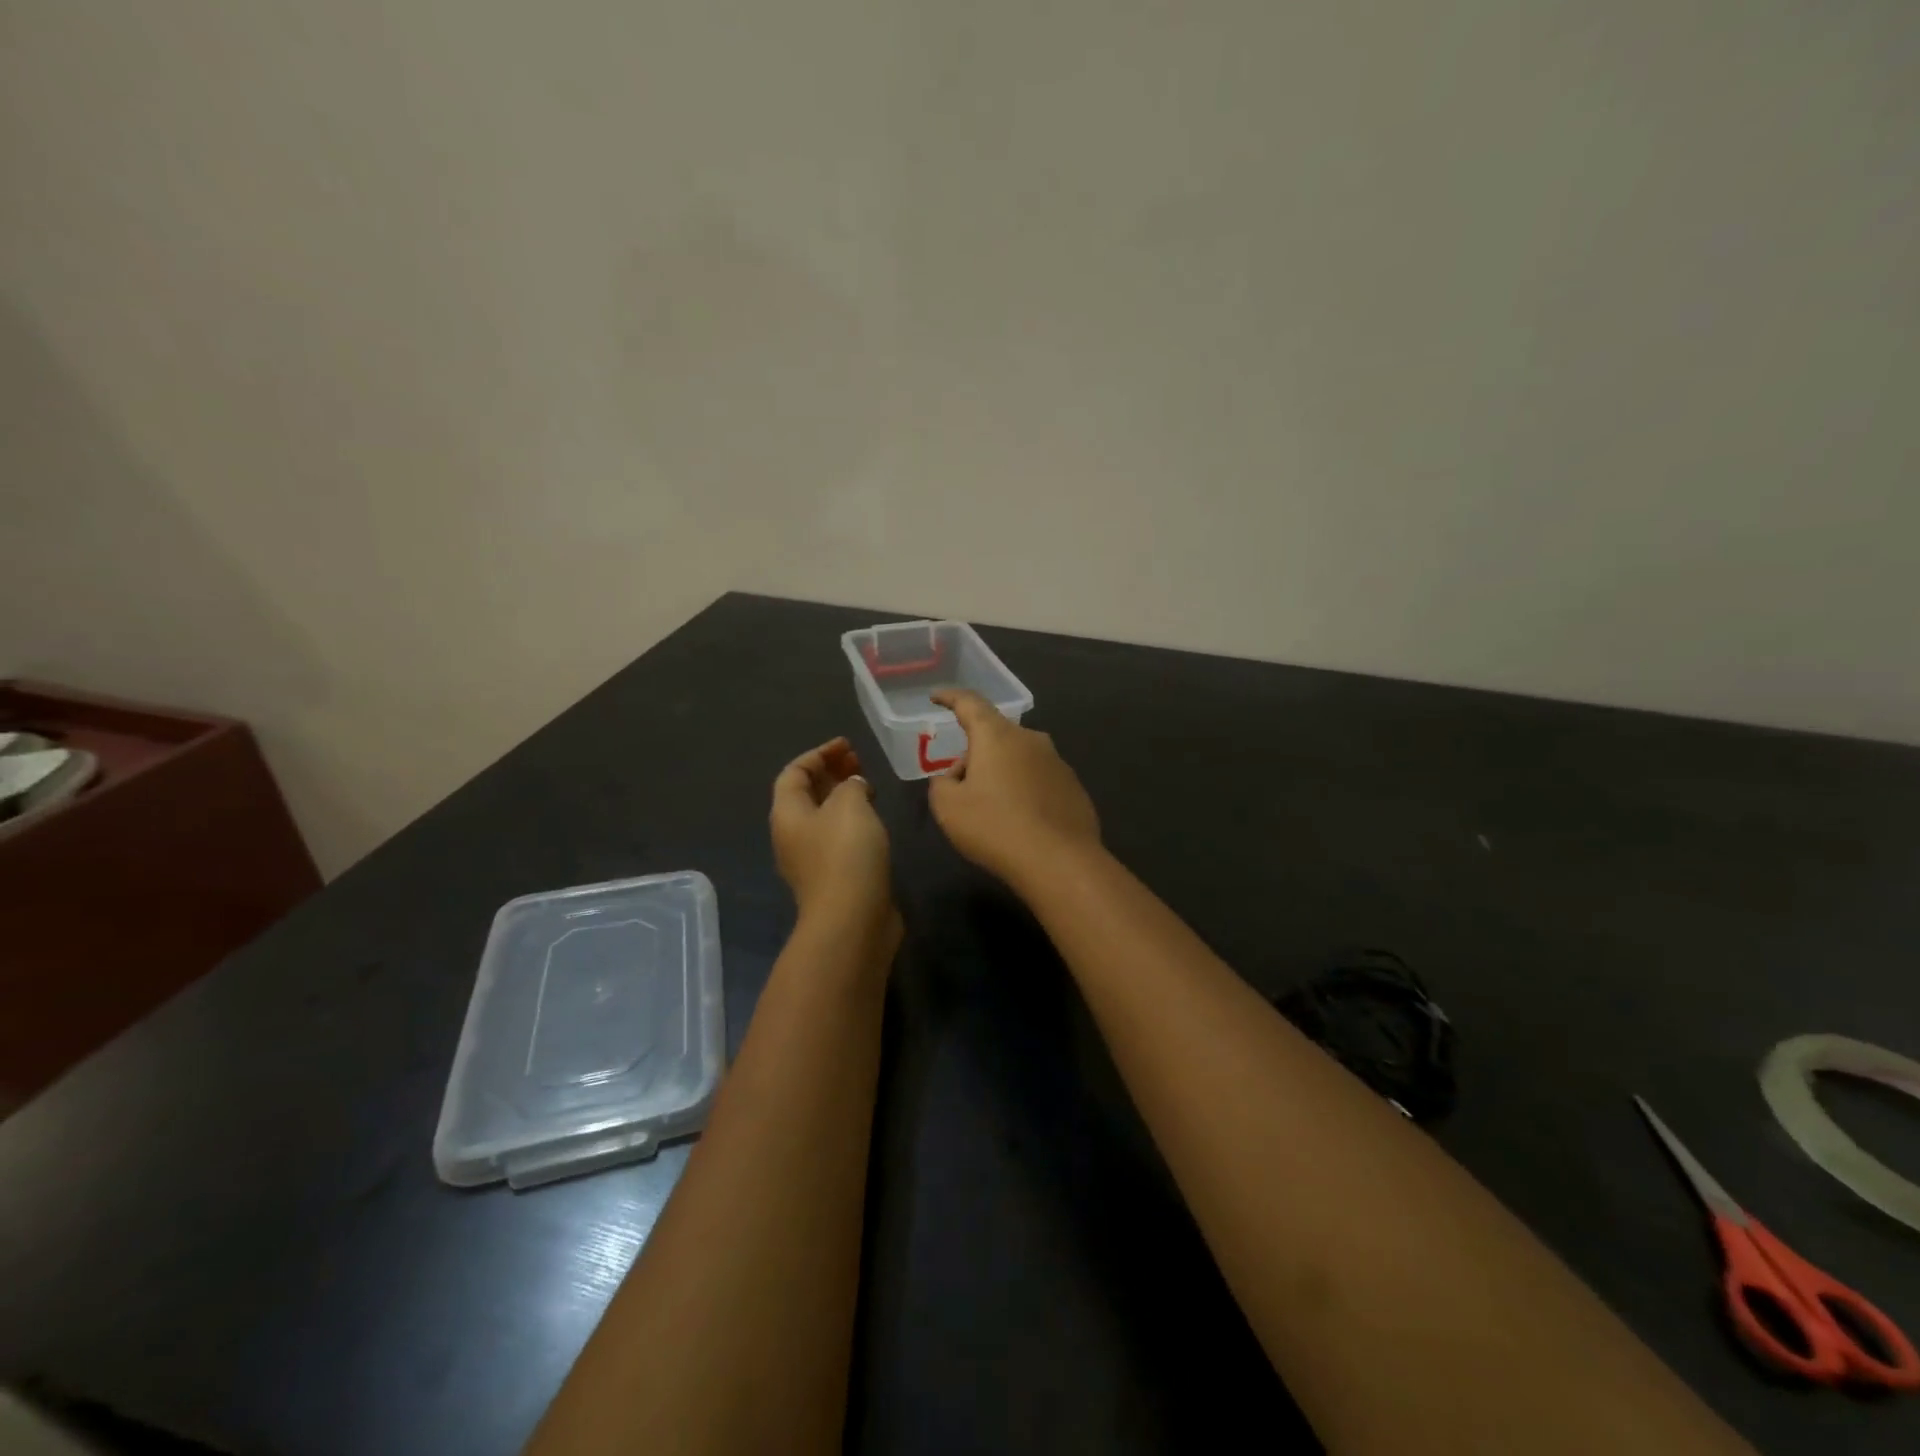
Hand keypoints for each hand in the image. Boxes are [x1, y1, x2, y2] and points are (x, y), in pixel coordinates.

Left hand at [771, 738, 897, 942]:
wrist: (853, 918)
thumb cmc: (846, 853)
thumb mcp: (849, 804)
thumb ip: (850, 785)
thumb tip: (853, 787)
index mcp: (787, 814)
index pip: (794, 773)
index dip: (818, 754)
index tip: (846, 745)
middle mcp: (793, 835)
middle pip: (806, 794)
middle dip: (830, 773)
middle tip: (858, 761)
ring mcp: (812, 859)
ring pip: (824, 817)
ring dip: (843, 796)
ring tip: (869, 785)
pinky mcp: (834, 876)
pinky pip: (839, 837)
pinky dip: (853, 820)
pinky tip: (875, 820)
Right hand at [927, 691, 1101, 888]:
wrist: (1060, 862)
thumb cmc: (996, 828)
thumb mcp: (948, 808)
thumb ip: (942, 784)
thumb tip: (955, 778)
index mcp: (997, 736)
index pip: (969, 703)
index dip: (950, 698)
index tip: (936, 697)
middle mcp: (1031, 739)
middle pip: (994, 735)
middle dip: (974, 754)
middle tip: (959, 787)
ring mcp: (1057, 762)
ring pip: (1018, 758)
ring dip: (1001, 773)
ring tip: (991, 810)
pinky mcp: (1073, 787)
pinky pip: (1038, 780)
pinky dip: (1024, 791)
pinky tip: (1020, 821)